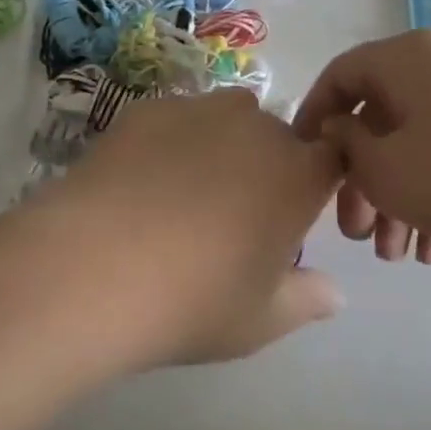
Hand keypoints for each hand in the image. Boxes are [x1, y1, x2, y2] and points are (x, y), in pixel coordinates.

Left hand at [41, 89, 345, 368]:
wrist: (95, 267)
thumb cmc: (194, 301)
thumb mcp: (261, 320)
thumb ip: (307, 300)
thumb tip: (335, 293)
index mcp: (297, 174)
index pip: (331, 158)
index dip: (316, 182)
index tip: (293, 215)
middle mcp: (256, 128)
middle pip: (277, 136)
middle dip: (268, 166)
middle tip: (235, 215)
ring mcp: (198, 111)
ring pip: (228, 117)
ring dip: (223, 144)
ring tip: (186, 192)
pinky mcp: (148, 108)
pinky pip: (177, 118)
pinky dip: (172, 141)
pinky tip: (141, 181)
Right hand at [292, 30, 430, 264]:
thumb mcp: (388, 170)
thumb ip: (347, 146)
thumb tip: (338, 129)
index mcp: (403, 59)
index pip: (339, 76)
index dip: (313, 119)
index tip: (304, 164)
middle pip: (379, 117)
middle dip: (360, 180)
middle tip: (355, 233)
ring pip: (416, 142)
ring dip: (397, 197)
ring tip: (395, 256)